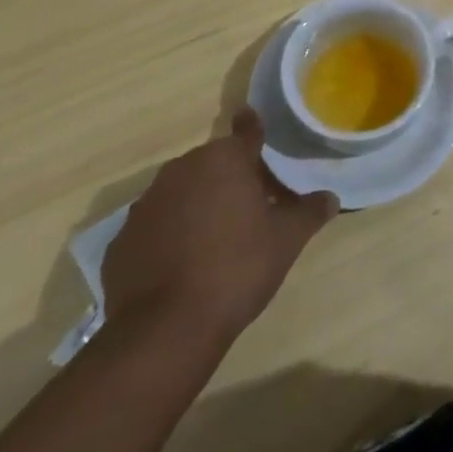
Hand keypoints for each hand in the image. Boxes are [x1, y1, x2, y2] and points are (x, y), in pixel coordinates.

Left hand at [101, 108, 337, 357]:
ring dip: (198, 204)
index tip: (251, 121)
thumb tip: (330, 198)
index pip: (246, 132)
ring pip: (181, 192)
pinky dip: (168, 235)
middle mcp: (182, 169)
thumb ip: (309, 212)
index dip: (254, 129)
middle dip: (230, 177)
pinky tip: (181, 263)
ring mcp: (146, 204)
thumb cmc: (236, 269)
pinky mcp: (122, 240)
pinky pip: (155, 226)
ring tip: (215, 237)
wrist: (165, 330)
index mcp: (224, 161)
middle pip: (214, 163)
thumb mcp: (286, 241)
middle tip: (251, 205)